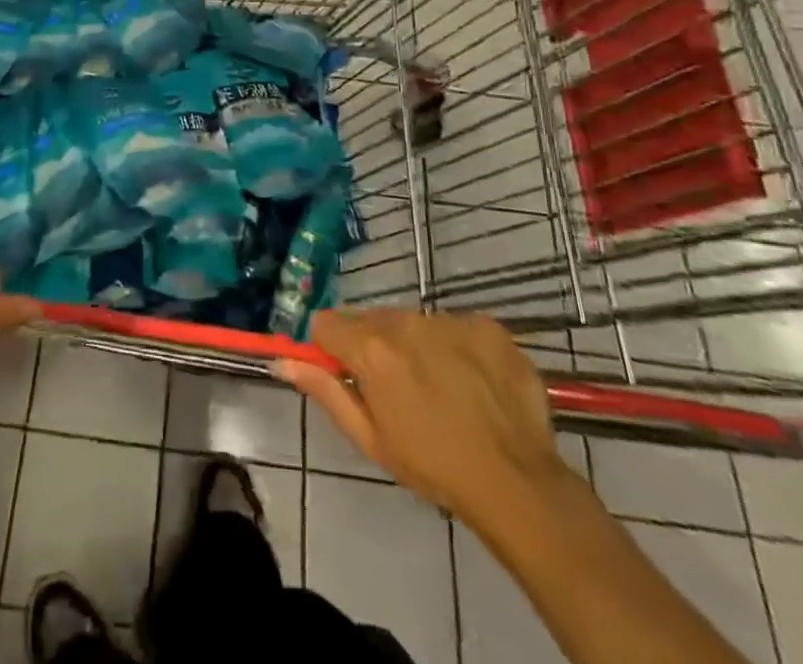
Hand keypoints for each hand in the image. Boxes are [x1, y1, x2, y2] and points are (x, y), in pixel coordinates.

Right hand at [275, 309, 566, 532]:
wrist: (519, 483)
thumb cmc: (434, 467)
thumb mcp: (371, 439)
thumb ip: (325, 391)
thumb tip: (283, 360)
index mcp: (371, 349)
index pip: (327, 323)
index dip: (331, 348)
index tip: (345, 373)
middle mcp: (404, 322)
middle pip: (371, 321)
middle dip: (375, 347)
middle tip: (397, 390)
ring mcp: (448, 319)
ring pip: (413, 322)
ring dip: (415, 345)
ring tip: (441, 389)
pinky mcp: (486, 324)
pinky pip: (455, 326)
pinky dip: (456, 347)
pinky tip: (472, 382)